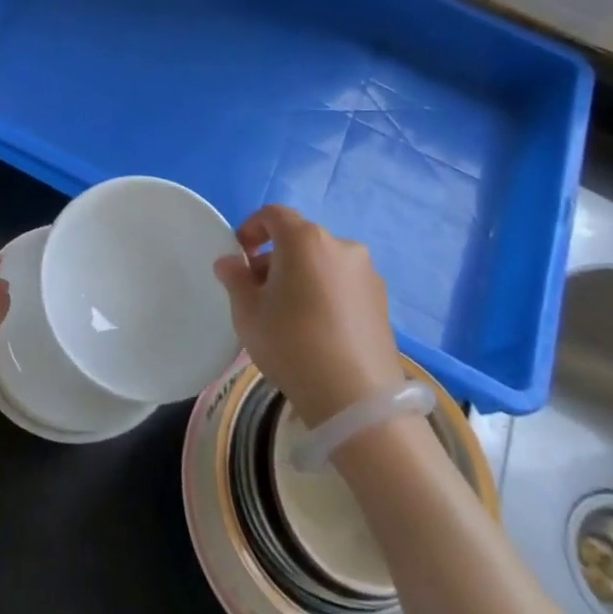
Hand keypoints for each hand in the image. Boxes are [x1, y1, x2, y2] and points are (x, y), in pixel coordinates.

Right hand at [213, 206, 404, 426]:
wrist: (355, 399)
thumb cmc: (291, 344)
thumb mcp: (248, 313)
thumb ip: (235, 279)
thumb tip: (230, 262)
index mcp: (305, 240)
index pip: (273, 214)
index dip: (252, 229)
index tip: (240, 255)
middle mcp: (341, 246)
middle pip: (300, 239)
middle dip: (275, 258)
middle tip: (259, 291)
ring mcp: (367, 273)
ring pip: (323, 262)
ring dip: (302, 275)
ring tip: (288, 313)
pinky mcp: (382, 300)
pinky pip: (343, 283)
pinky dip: (325, 292)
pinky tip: (317, 328)